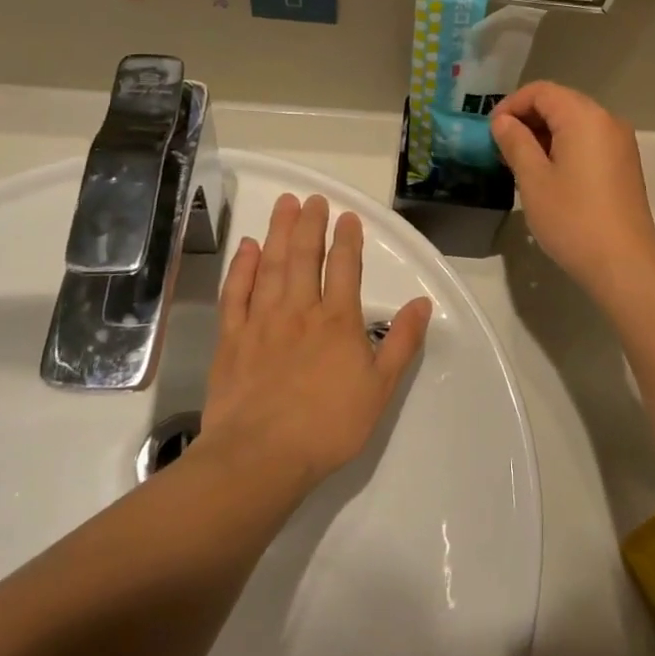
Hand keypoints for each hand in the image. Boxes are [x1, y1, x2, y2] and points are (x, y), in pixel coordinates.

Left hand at [201, 194, 431, 491]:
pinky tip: (246, 248)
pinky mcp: (232, 339)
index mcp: (338, 320)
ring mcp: (262, 322)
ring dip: (278, 232)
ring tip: (283, 205)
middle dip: (309, 224)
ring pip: (271, 266)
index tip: (347, 216)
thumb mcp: (380, 388)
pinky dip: (242, 268)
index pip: (345, 267)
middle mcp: (300, 310)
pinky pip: (236, 294)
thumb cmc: (328, 426)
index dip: (347, 239)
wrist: (260, 457)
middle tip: (311, 198)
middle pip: (304, 256)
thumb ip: (402, 342)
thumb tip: (422, 302)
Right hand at [491, 83, 654, 299]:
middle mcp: (607, 120)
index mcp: (584, 116)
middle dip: (528, 119)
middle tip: (502, 148)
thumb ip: (516, 143)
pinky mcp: (625, 163)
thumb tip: (503, 122)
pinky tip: (549, 174)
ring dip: (545, 134)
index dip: (512, 105)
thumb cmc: (572, 219)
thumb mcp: (534, 179)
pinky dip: (565, 146)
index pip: (541, 91)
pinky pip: (589, 140)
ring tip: (520, 163)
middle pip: (561, 102)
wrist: (624, 262)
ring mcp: (620, 142)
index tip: (491, 131)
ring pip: (575, 122)